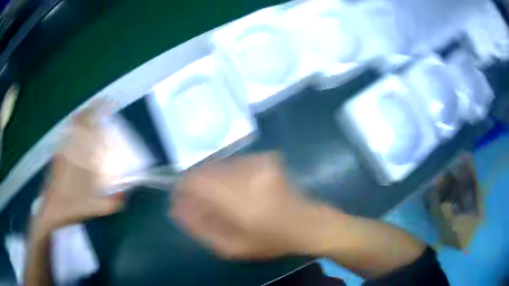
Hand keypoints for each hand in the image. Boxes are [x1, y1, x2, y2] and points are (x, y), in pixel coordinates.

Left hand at [36, 106, 122, 231]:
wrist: (51, 208)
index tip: (109, 104)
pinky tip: (79, 131)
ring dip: (83, 115)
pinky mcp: (58, 153)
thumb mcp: (95, 208)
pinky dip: (75, 126)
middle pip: (80, 119)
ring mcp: (63, 148)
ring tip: (92, 114)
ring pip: (73, 124)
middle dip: (92, 108)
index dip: (100, 111)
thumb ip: (113, 202)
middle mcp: (72, 147)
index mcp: (81, 157)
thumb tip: (126, 195)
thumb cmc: (72, 206)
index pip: (91, 127)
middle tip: (102, 106)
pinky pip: (68, 132)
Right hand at [171, 153, 335, 259]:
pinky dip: (227, 175)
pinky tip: (239, 190)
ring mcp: (259, 161)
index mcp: (240, 200)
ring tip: (223, 199)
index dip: (183, 187)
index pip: (197, 180)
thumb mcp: (231, 248)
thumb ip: (200, 227)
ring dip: (212, 180)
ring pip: (218, 164)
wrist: (307, 223)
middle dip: (197, 185)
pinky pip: (232, 163)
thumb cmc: (270, 241)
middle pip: (205, 169)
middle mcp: (249, 173)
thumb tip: (175, 206)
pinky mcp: (265, 157)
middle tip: (202, 204)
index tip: (180, 199)